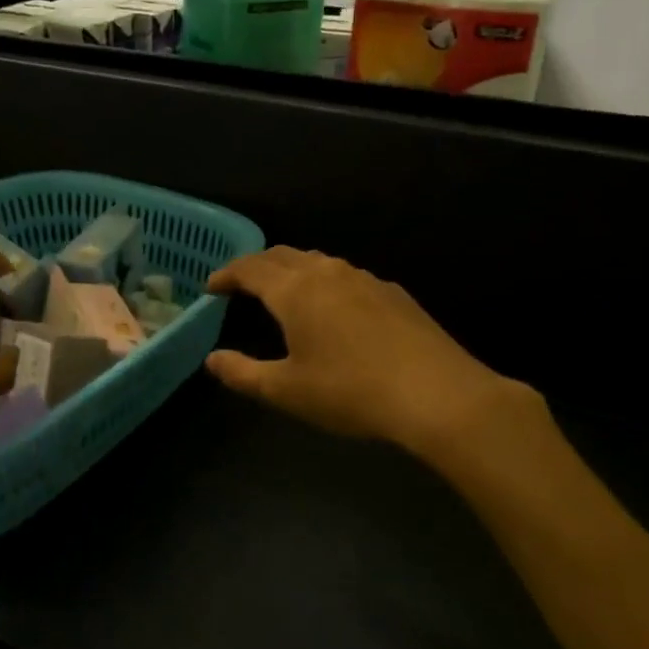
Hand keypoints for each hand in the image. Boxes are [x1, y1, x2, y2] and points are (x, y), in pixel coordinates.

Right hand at [205, 247, 535, 458]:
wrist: (436, 393)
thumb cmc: (350, 392)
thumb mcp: (287, 391)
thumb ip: (243, 373)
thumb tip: (212, 360)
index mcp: (295, 291)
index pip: (250, 268)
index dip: (227, 274)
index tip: (212, 286)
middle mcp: (327, 273)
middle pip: (283, 255)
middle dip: (256, 266)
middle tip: (241, 284)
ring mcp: (364, 278)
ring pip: (318, 261)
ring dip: (292, 270)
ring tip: (283, 292)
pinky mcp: (392, 292)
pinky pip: (346, 276)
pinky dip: (325, 282)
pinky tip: (334, 309)